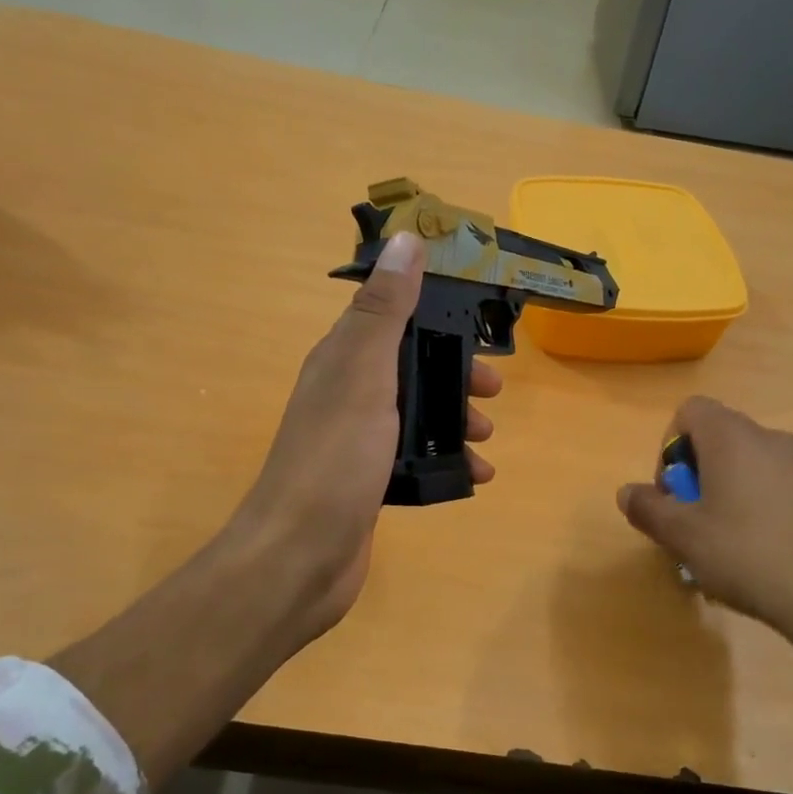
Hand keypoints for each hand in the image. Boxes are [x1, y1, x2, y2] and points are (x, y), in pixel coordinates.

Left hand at [227, 230, 501, 648]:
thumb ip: (386, 309)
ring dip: (454, 419)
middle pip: (410, 367)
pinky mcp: (369, 481)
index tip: (480, 325)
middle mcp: (348, 393)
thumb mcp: (364, 372)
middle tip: (493, 391)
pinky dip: (446, 461)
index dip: (437, 315)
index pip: (393, 317)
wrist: (299, 556)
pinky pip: (415, 457)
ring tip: (487, 438)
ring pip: (416, 414)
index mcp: (343, 358)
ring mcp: (358, 440)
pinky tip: (474, 477)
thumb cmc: (335, 457)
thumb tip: (405, 238)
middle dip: (454, 374)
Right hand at [617, 397, 792, 656]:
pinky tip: (769, 552)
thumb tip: (627, 492)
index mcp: (733, 438)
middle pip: (721, 437)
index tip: (674, 492)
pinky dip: (766, 505)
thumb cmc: (748, 556)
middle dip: (699, 474)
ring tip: (731, 543)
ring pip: (753, 463)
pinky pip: (783, 485)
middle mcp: (772, 438)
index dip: (670, 446)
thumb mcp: (683, 537)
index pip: (690, 410)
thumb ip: (648, 508)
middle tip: (696, 522)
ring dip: (731, 490)